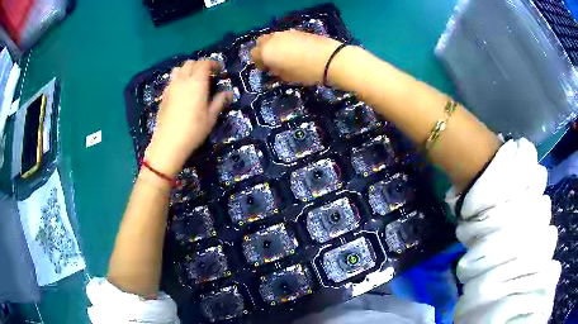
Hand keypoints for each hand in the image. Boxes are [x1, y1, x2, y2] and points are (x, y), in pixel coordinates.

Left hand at [145, 60, 231, 175]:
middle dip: (200, 65)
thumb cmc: (193, 130)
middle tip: (208, 75)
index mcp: (197, 82)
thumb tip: (228, 92)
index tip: (219, 70)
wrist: (168, 142)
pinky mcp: (164, 95)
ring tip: (193, 79)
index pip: (204, 64)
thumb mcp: (211, 117)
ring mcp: (171, 87)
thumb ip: (219, 101)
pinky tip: (182, 90)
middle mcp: (183, 80)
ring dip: (187, 69)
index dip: (213, 64)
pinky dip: (178, 78)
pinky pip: (172, 80)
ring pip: (179, 69)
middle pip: (191, 63)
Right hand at [250, 30, 341, 84]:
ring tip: (285, 55)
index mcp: (266, 51)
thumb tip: (272, 68)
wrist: (330, 59)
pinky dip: (285, 42)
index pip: (253, 55)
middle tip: (273, 60)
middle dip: (263, 50)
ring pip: (272, 37)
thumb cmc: (305, 72)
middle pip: (260, 42)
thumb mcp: (287, 77)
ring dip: (274, 45)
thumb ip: (275, 72)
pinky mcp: (298, 31)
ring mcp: (285, 33)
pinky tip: (296, 50)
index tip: (266, 70)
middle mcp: (272, 39)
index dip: (258, 63)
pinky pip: (285, 36)